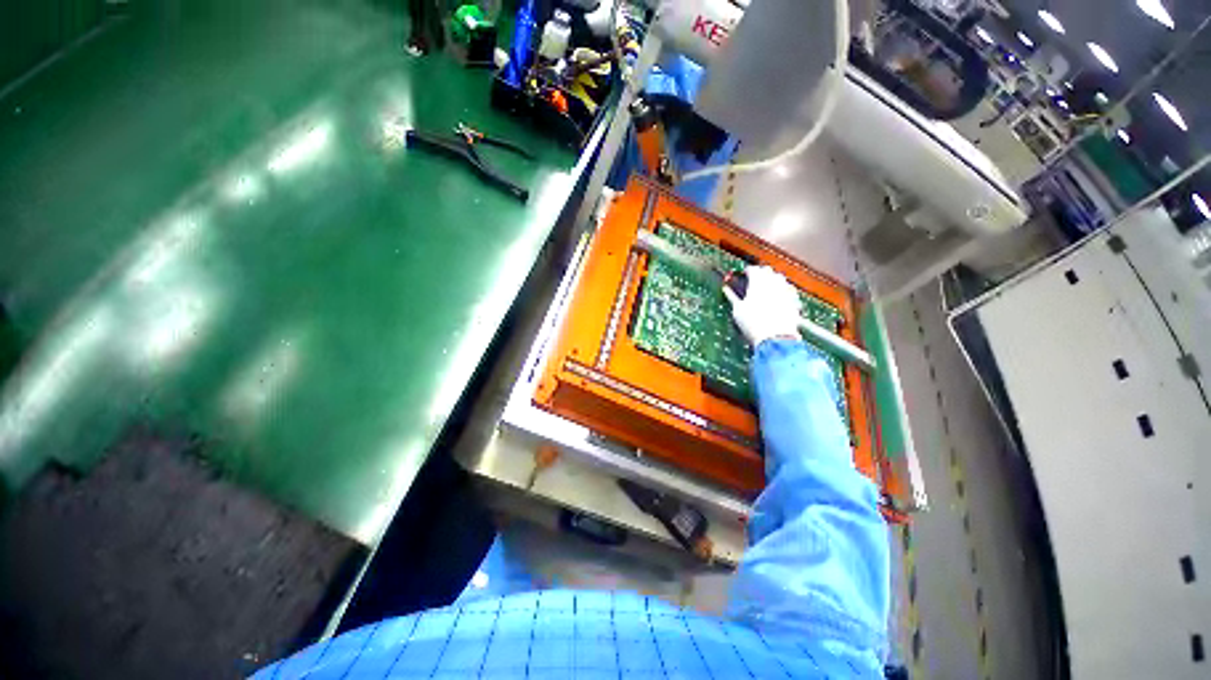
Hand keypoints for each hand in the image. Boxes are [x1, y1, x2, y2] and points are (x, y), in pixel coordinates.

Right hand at [723, 265, 801, 348]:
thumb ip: (732, 297)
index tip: (744, 275)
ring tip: (765, 288)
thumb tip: (727, 291)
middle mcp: (774, 282)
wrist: (775, 338)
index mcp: (758, 282)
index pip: (753, 269)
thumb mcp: (737, 310)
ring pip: (780, 278)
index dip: (747, 271)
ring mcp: (786, 291)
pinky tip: (778, 298)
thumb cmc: (754, 324)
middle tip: (753, 280)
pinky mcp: (795, 300)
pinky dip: (782, 291)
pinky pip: (788, 290)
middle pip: (768, 271)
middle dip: (761, 273)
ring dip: (772, 280)